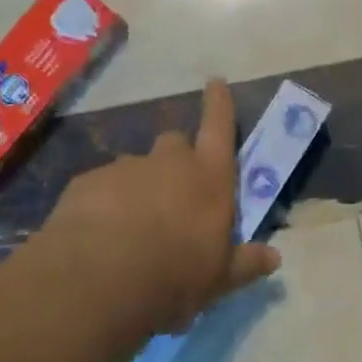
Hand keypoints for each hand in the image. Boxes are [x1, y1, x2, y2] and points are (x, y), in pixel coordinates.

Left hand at [43, 79, 280, 334]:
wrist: (100, 279)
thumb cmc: (174, 276)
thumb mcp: (217, 279)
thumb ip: (244, 264)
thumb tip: (274, 258)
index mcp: (209, 178)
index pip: (219, 127)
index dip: (219, 104)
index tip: (216, 82)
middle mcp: (169, 162)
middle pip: (175, 143)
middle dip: (176, 159)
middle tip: (173, 193)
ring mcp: (125, 168)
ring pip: (136, 166)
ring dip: (138, 186)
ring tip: (130, 224)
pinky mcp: (87, 182)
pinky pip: (101, 186)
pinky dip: (104, 202)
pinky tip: (98, 233)